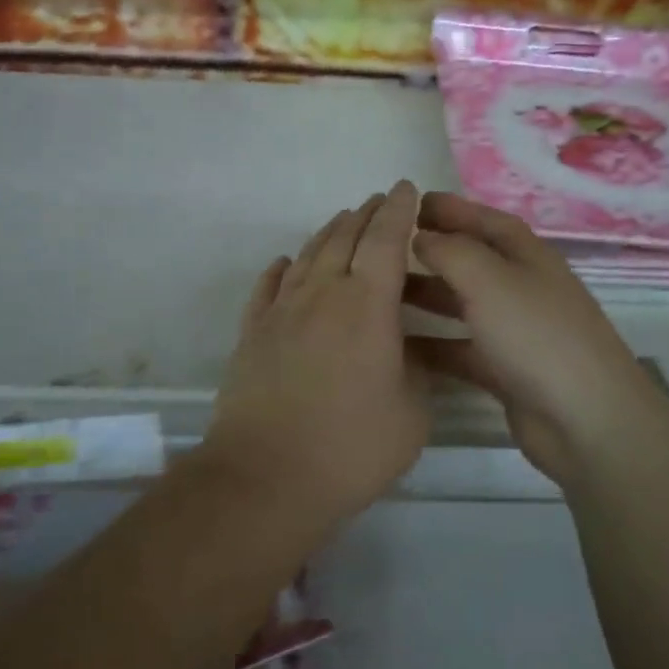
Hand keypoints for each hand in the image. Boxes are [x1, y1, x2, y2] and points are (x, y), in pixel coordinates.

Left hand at [201, 181, 428, 523]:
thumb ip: (417, 371)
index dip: (399, 211)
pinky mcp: (252, 334)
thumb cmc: (350, 447)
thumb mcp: (412, 413)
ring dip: (329, 233)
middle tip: (381, 200)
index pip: (386, 241)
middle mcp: (323, 294)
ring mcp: (282, 312)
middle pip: (345, 237)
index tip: (406, 189)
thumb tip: (407, 351)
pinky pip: (268, 287)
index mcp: (368, 305)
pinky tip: (285, 264)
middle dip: (367, 214)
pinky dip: (281, 269)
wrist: (265, 478)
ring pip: (307, 256)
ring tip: (343, 221)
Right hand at [408, 192, 667, 486]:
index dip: (450, 209)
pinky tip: (396, 346)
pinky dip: (432, 345)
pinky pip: (460, 349)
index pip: (485, 220)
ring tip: (380, 293)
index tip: (407, 204)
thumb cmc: (536, 334)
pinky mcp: (506, 371)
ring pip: (462, 304)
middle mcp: (522, 287)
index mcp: (527, 256)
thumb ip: (450, 251)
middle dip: (432, 250)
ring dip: (426, 296)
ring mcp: (516, 331)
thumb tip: (420, 235)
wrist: (585, 420)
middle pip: (472, 260)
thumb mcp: (490, 279)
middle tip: (384, 249)